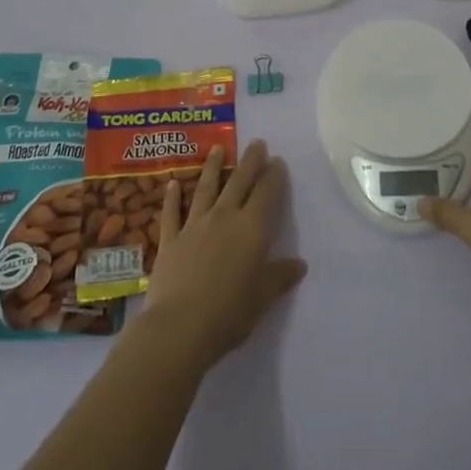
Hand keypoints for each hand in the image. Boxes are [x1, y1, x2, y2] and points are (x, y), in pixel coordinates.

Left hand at [138, 141, 306, 367]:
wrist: (179, 327)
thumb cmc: (229, 313)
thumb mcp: (262, 298)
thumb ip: (279, 276)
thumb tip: (299, 264)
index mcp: (252, 229)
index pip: (267, 193)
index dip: (274, 175)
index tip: (278, 161)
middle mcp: (225, 217)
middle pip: (239, 181)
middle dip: (250, 161)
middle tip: (256, 142)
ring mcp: (195, 225)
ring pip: (206, 188)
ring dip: (213, 167)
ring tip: (217, 149)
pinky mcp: (170, 238)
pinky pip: (171, 212)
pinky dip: (172, 197)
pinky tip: (172, 184)